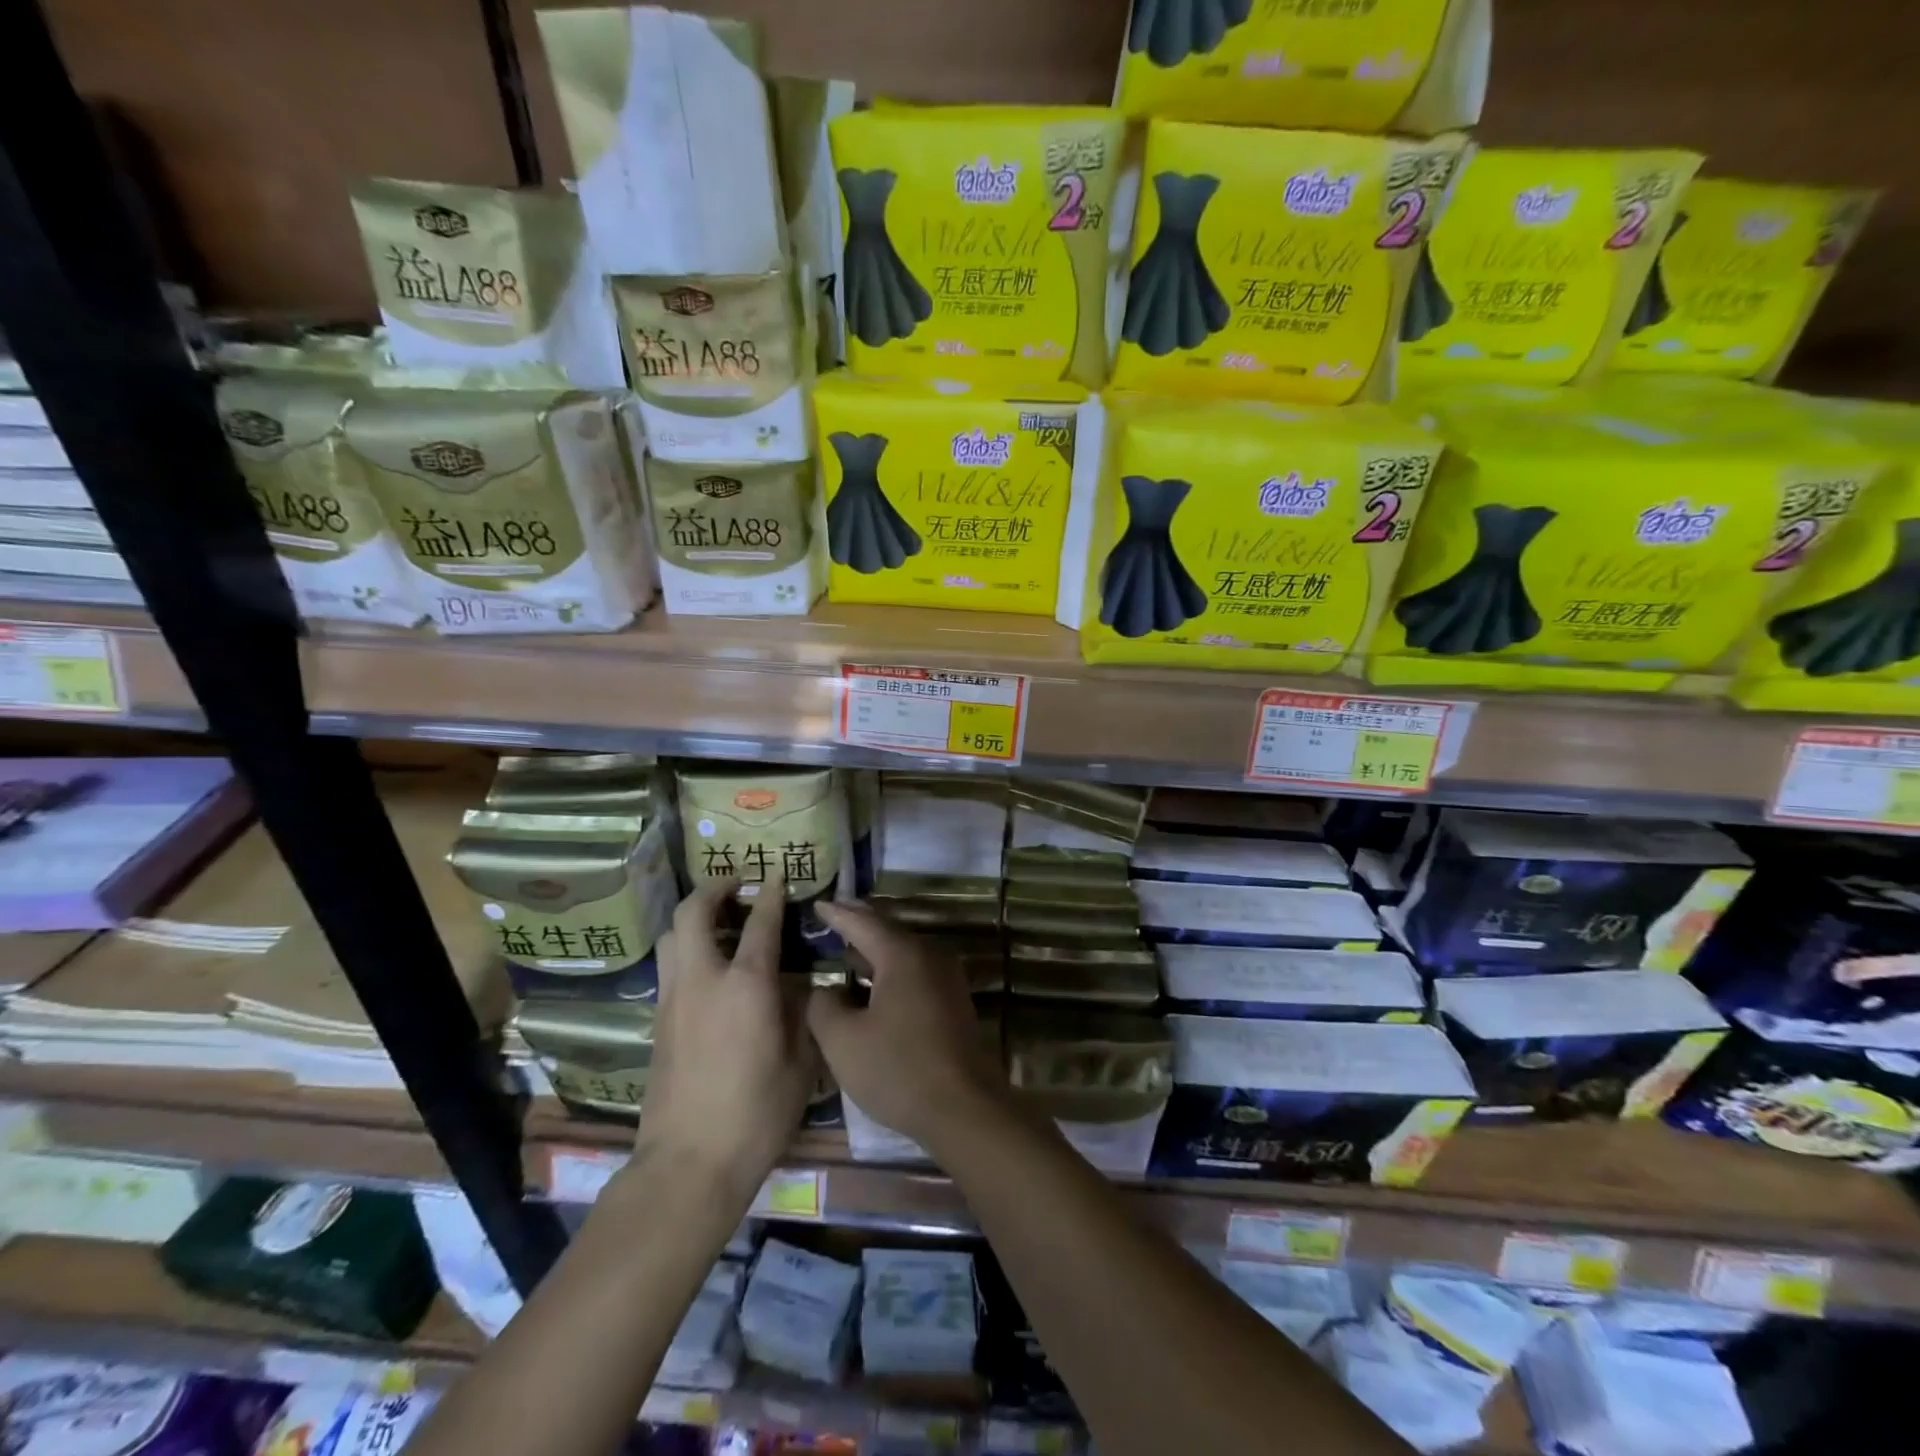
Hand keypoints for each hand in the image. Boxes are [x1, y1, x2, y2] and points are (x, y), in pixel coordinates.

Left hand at [637, 878, 814, 1203]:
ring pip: (672, 936)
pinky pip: (669, 967)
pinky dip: (687, 949)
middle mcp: (703, 979)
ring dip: (693, 917)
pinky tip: (708, 968)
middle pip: (693, 912)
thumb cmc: (757, 1113)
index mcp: (746, 985)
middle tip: (735, 885)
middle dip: (713, 888)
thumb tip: (800, 986)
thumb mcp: (801, 1061)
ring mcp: (673, 1000)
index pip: (760, 922)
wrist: (689, 1164)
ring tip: (719, 921)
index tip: (777, 876)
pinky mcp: (658, 1023)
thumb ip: (802, 1014)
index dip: (770, 894)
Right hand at [808, 901, 1009, 1153]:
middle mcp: (929, 954)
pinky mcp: (953, 999)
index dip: (836, 913)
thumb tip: (824, 990)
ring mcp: (946, 976)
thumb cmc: (897, 1070)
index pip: (862, 922)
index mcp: (902, 954)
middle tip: (833, 915)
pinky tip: (874, 982)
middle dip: (859, 923)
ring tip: (848, 948)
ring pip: (903, 950)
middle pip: (887, 930)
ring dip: (875, 947)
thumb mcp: (843, 1041)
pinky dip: (891, 967)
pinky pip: (915, 969)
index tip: (817, 903)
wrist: (964, 1108)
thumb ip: (823, 1006)